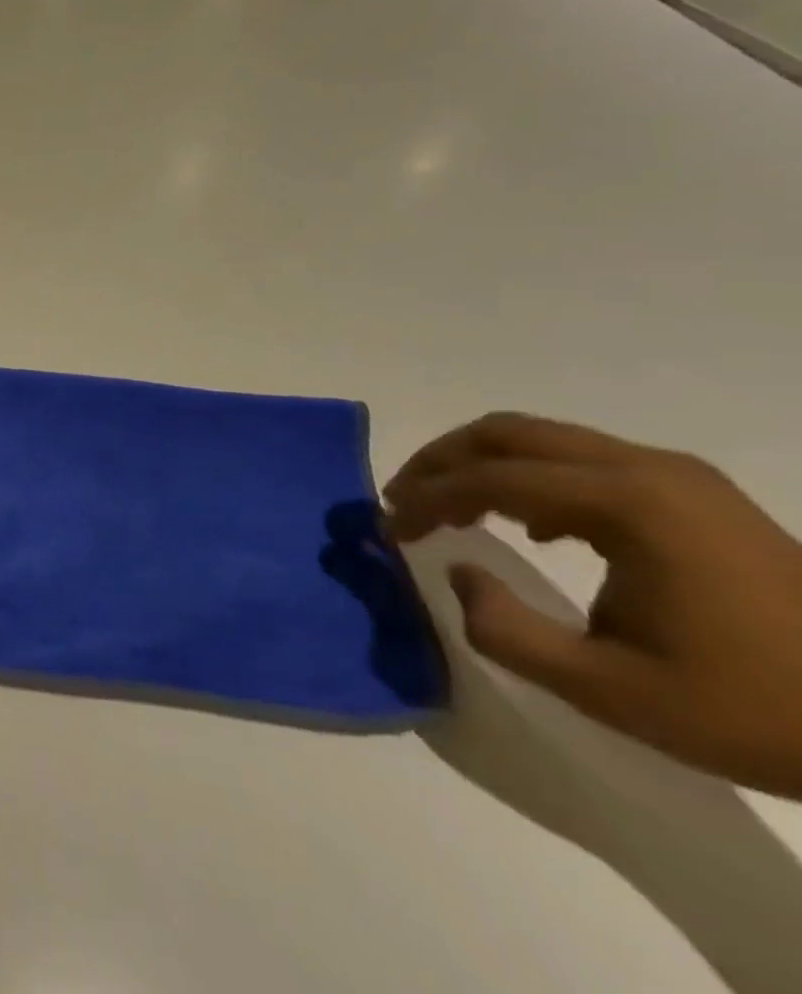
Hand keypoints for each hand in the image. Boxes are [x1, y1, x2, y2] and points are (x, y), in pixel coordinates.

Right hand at [387, 413, 801, 796]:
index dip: (425, 500)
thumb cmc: (754, 710)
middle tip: (403, 500)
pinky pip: (582, 458)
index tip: (391, 531)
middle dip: (440, 461)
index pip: (488, 480)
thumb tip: (456, 572)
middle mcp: (644, 468)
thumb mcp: (609, 691)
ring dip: (481, 465)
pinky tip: (530, 525)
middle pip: (506, 433)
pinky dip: (530, 476)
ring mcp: (675, 475)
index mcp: (624, 504)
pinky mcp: (693, 491)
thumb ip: (504, 630)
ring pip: (541, 438)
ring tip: (449, 509)